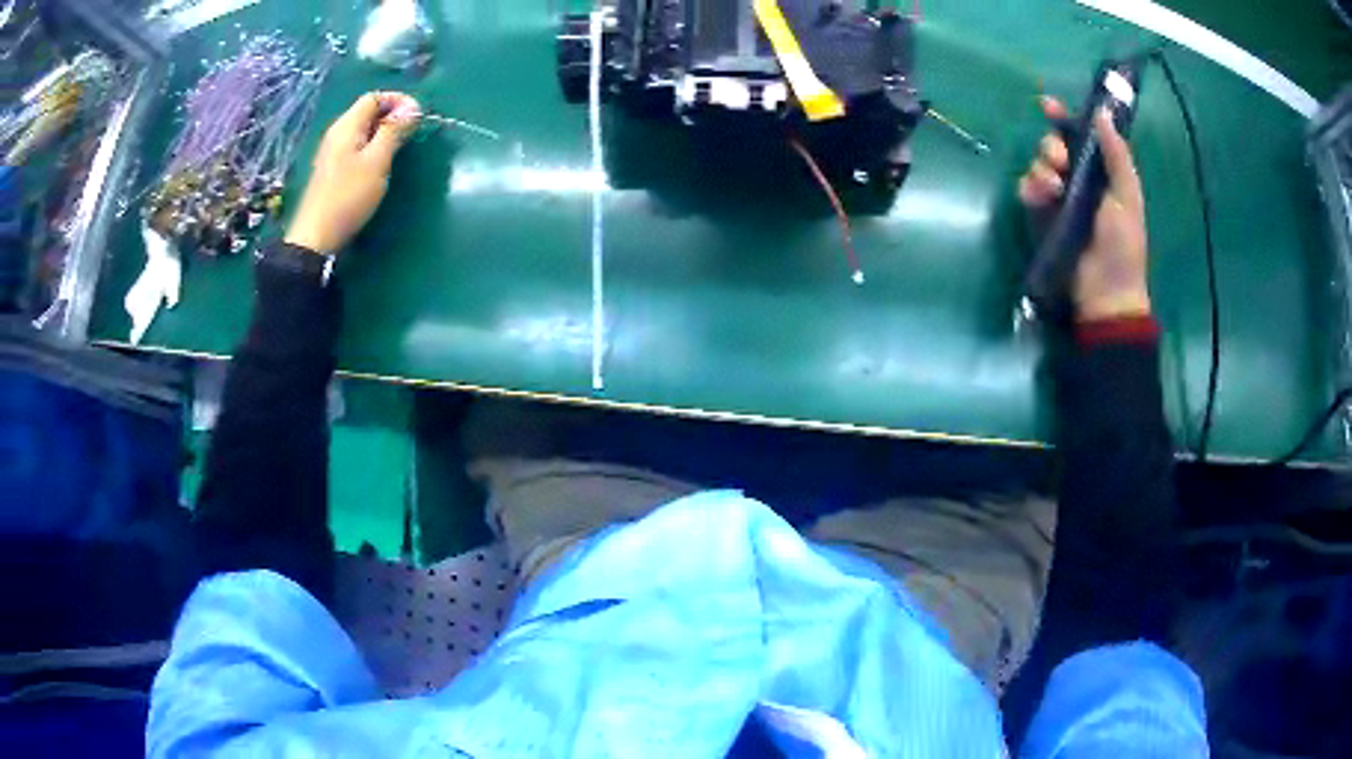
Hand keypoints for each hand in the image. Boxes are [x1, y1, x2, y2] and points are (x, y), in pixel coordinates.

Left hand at [284, 92, 421, 254]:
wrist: (316, 236)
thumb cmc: (348, 196)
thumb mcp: (377, 161)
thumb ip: (394, 131)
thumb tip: (412, 107)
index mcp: (347, 126)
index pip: (374, 97)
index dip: (397, 100)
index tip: (417, 115)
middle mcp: (337, 133)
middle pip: (367, 112)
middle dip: (392, 115)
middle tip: (412, 132)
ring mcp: (332, 152)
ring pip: (362, 130)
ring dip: (383, 132)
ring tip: (400, 147)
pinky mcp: (332, 169)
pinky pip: (356, 145)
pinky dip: (372, 145)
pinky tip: (380, 162)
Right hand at [1019, 96, 1150, 321]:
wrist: (1105, 292)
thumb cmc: (1123, 245)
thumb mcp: (1127, 196)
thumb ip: (1117, 155)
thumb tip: (1101, 112)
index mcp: (1102, 172)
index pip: (1080, 136)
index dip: (1064, 117)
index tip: (1048, 105)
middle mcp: (1078, 179)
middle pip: (1054, 146)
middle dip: (1052, 146)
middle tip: (1061, 162)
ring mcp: (1058, 198)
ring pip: (1038, 164)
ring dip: (1042, 168)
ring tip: (1053, 187)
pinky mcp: (1042, 216)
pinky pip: (1027, 189)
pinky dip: (1030, 187)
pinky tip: (1040, 196)